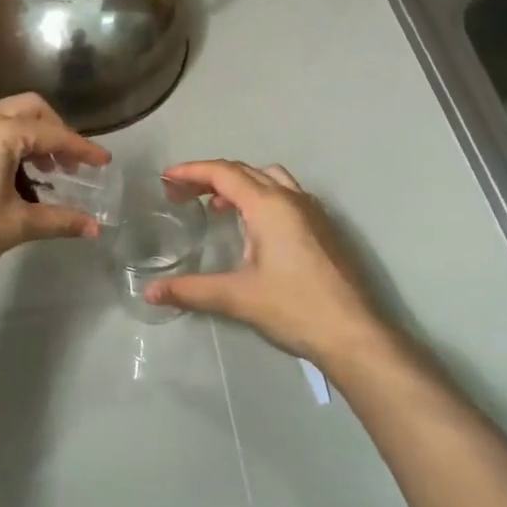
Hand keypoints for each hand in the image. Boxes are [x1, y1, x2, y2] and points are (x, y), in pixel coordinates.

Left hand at [0, 95, 110, 288]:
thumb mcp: (16, 225)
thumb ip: (59, 221)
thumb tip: (94, 229)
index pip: (52, 134)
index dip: (82, 149)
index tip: (104, 162)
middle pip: (30, 110)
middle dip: (56, 133)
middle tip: (71, 165)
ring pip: (6, 119)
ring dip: (31, 139)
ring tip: (46, 176)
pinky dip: (9, 146)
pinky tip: (15, 180)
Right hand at [144, 161, 392, 368]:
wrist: (355, 335)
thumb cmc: (295, 308)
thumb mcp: (237, 298)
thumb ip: (191, 290)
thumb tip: (151, 292)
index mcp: (269, 206)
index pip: (223, 173)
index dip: (191, 172)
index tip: (165, 179)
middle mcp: (292, 199)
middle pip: (244, 171)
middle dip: (209, 176)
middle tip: (182, 193)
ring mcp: (313, 212)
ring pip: (269, 179)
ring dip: (239, 184)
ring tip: (217, 207)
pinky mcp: (324, 229)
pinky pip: (286, 195)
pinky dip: (260, 197)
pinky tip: (253, 228)